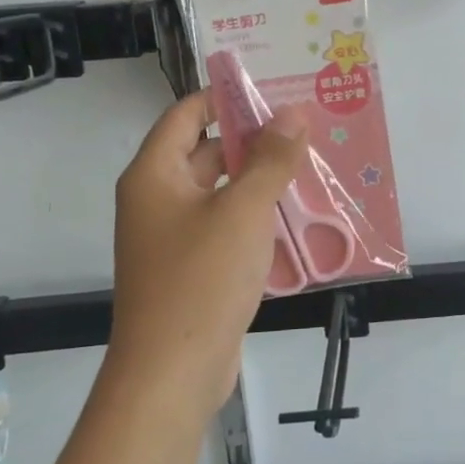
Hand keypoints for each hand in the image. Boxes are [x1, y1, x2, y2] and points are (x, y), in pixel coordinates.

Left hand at [110, 91, 306, 425]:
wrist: (172, 375)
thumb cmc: (201, 280)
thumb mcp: (243, 211)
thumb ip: (271, 160)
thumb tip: (293, 114)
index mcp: (154, 175)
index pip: (187, 115)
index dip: (226, 97)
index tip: (273, 88)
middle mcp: (158, 199)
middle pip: (206, 151)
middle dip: (253, 138)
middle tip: (304, 126)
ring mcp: (174, 237)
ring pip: (221, 191)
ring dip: (260, 178)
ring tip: (310, 164)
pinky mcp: (193, 268)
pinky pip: (226, 226)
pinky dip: (256, 216)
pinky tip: (296, 215)